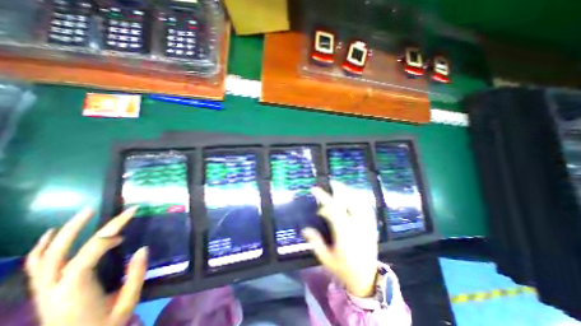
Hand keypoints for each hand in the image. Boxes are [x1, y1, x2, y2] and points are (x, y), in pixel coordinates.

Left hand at [26, 208, 147, 325]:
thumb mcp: (127, 303)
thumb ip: (136, 275)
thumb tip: (143, 248)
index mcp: (74, 293)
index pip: (85, 258)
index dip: (106, 239)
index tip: (127, 229)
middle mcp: (52, 290)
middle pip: (58, 253)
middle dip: (78, 228)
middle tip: (98, 209)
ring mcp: (44, 291)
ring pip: (44, 258)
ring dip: (63, 233)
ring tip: (84, 214)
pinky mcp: (45, 291)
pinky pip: (38, 266)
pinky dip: (44, 247)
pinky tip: (53, 234)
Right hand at [302, 181, 378, 297]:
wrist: (367, 280)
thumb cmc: (344, 270)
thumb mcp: (326, 259)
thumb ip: (315, 243)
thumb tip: (305, 228)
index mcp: (345, 234)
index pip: (333, 210)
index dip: (323, 199)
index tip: (315, 192)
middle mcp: (357, 227)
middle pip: (349, 202)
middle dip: (339, 189)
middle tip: (330, 182)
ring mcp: (367, 226)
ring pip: (360, 203)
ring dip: (350, 192)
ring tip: (340, 186)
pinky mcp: (372, 227)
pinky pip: (368, 208)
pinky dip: (360, 199)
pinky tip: (354, 195)